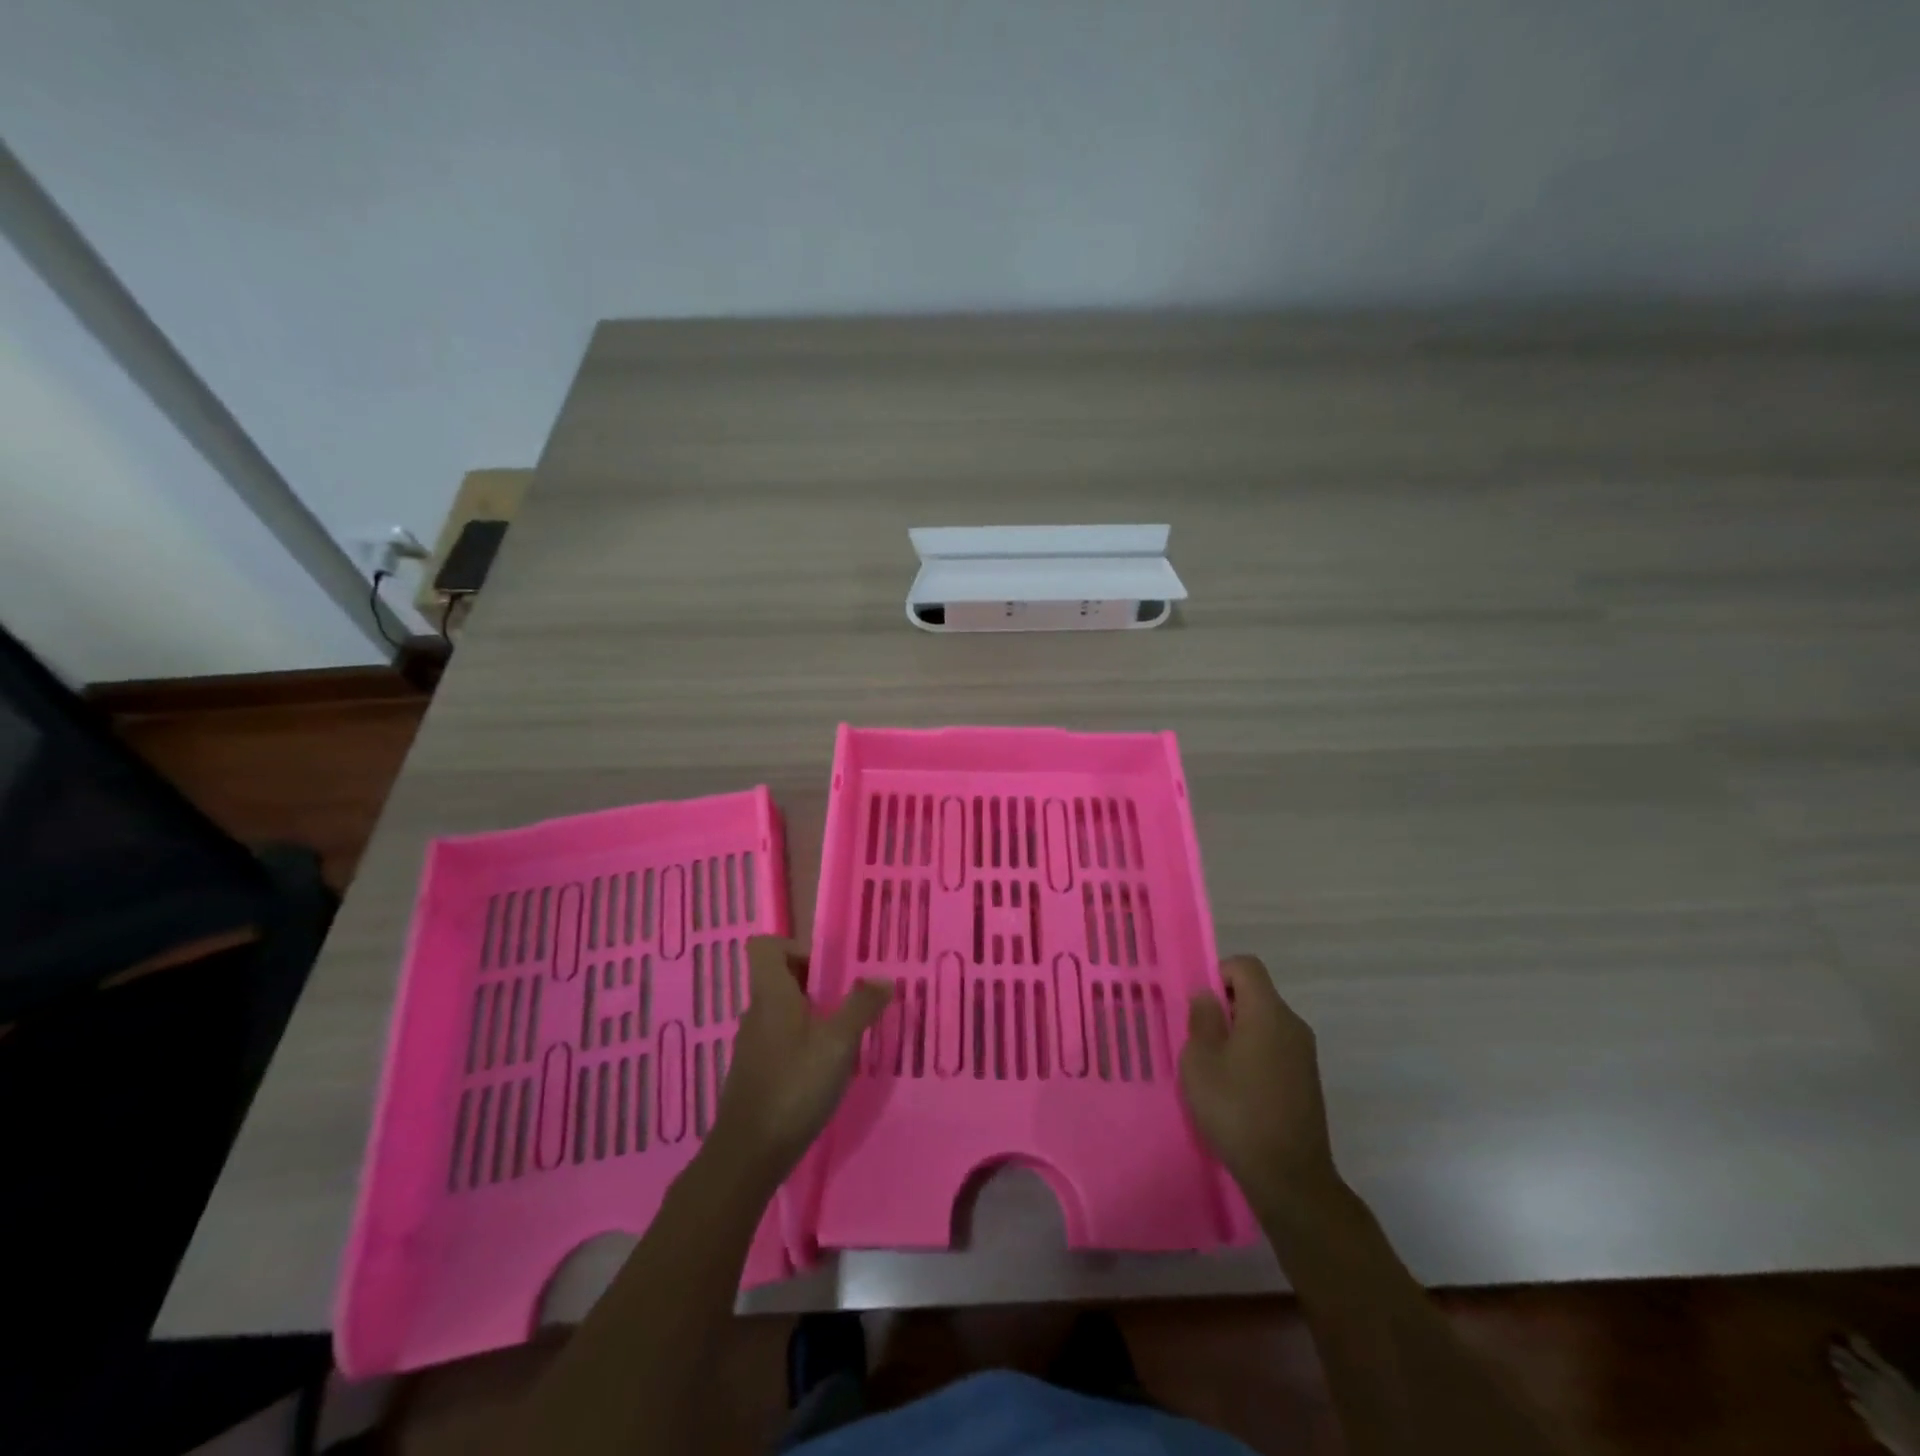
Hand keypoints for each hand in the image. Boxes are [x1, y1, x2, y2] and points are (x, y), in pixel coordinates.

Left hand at [710, 937, 889, 1181]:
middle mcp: (756, 1012)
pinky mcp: (755, 1072)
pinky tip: (824, 1068)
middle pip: (779, 978)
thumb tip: (883, 978)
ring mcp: (752, 1044)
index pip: (765, 947)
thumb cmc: (794, 1086)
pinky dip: (801, 1042)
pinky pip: (779, 1039)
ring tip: (843, 1035)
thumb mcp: (838, 1043)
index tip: (826, 969)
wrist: (749, 1154)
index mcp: (771, 995)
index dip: (794, 947)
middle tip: (846, 1001)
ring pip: (781, 1010)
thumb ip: (861, 1006)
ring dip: (811, 1014)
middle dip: (814, 982)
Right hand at [1180, 955, 1339, 1211]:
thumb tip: (1209, 995)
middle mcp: (1292, 1025)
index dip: (1219, 973)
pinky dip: (1255, 1055)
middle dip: (1226, 1007)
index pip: (1246, 966)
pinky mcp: (1308, 1081)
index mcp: (1268, 1012)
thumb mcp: (1200, 1061)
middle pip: (1257, 994)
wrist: (1290, 1177)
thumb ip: (1202, 1019)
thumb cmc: (1236, 1110)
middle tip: (1200, 1040)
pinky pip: (1276, 1049)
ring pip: (1266, 1023)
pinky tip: (1239, 1090)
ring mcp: (1305, 1054)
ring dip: (1239, 1034)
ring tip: (1216, 1068)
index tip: (1201, 1006)